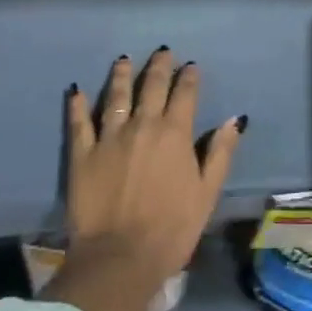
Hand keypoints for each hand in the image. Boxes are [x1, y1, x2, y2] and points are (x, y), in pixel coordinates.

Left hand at [56, 50, 242, 310]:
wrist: (120, 258)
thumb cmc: (172, 228)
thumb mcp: (207, 192)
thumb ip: (220, 152)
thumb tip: (234, 119)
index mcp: (175, 133)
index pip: (184, 94)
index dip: (189, 77)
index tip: (191, 66)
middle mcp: (142, 125)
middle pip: (151, 87)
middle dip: (158, 67)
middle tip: (161, 52)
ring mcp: (109, 137)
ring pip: (116, 96)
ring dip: (122, 75)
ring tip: (124, 60)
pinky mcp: (82, 155)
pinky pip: (79, 123)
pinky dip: (78, 105)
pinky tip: (76, 90)